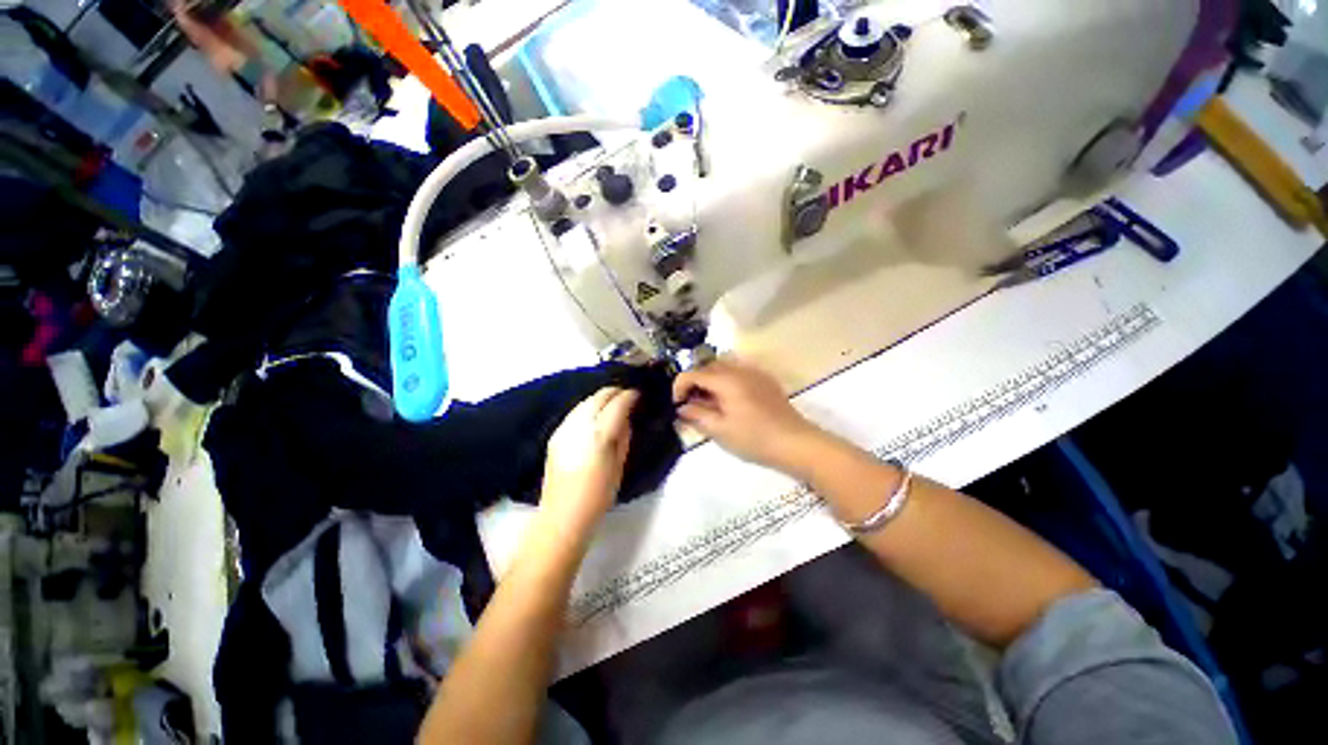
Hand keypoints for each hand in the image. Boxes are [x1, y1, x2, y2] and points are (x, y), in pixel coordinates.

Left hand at [539, 387, 639, 538]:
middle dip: (615, 391)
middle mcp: (580, 425)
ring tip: (612, 401)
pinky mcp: (555, 434)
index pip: (618, 404)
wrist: (563, 514)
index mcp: (600, 434)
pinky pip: (575, 412)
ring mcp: (565, 428)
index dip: (630, 396)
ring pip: (585, 401)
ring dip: (601, 397)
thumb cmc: (598, 495)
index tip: (638, 394)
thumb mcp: (619, 465)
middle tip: (627, 394)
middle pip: (599, 396)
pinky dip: (588, 406)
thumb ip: (624, 437)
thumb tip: (626, 418)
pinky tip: (594, 413)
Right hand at [672, 359, 821, 473]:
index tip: (677, 406)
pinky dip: (726, 381)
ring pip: (723, 366)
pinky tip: (731, 401)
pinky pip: (738, 372)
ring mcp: (754, 372)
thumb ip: (697, 415)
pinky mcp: (764, 379)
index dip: (679, 387)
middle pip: (707, 366)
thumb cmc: (754, 438)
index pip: (692, 374)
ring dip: (710, 380)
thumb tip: (682, 407)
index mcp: (725, 380)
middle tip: (692, 405)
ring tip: (710, 403)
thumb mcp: (720, 430)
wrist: (795, 442)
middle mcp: (738, 369)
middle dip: (694, 382)